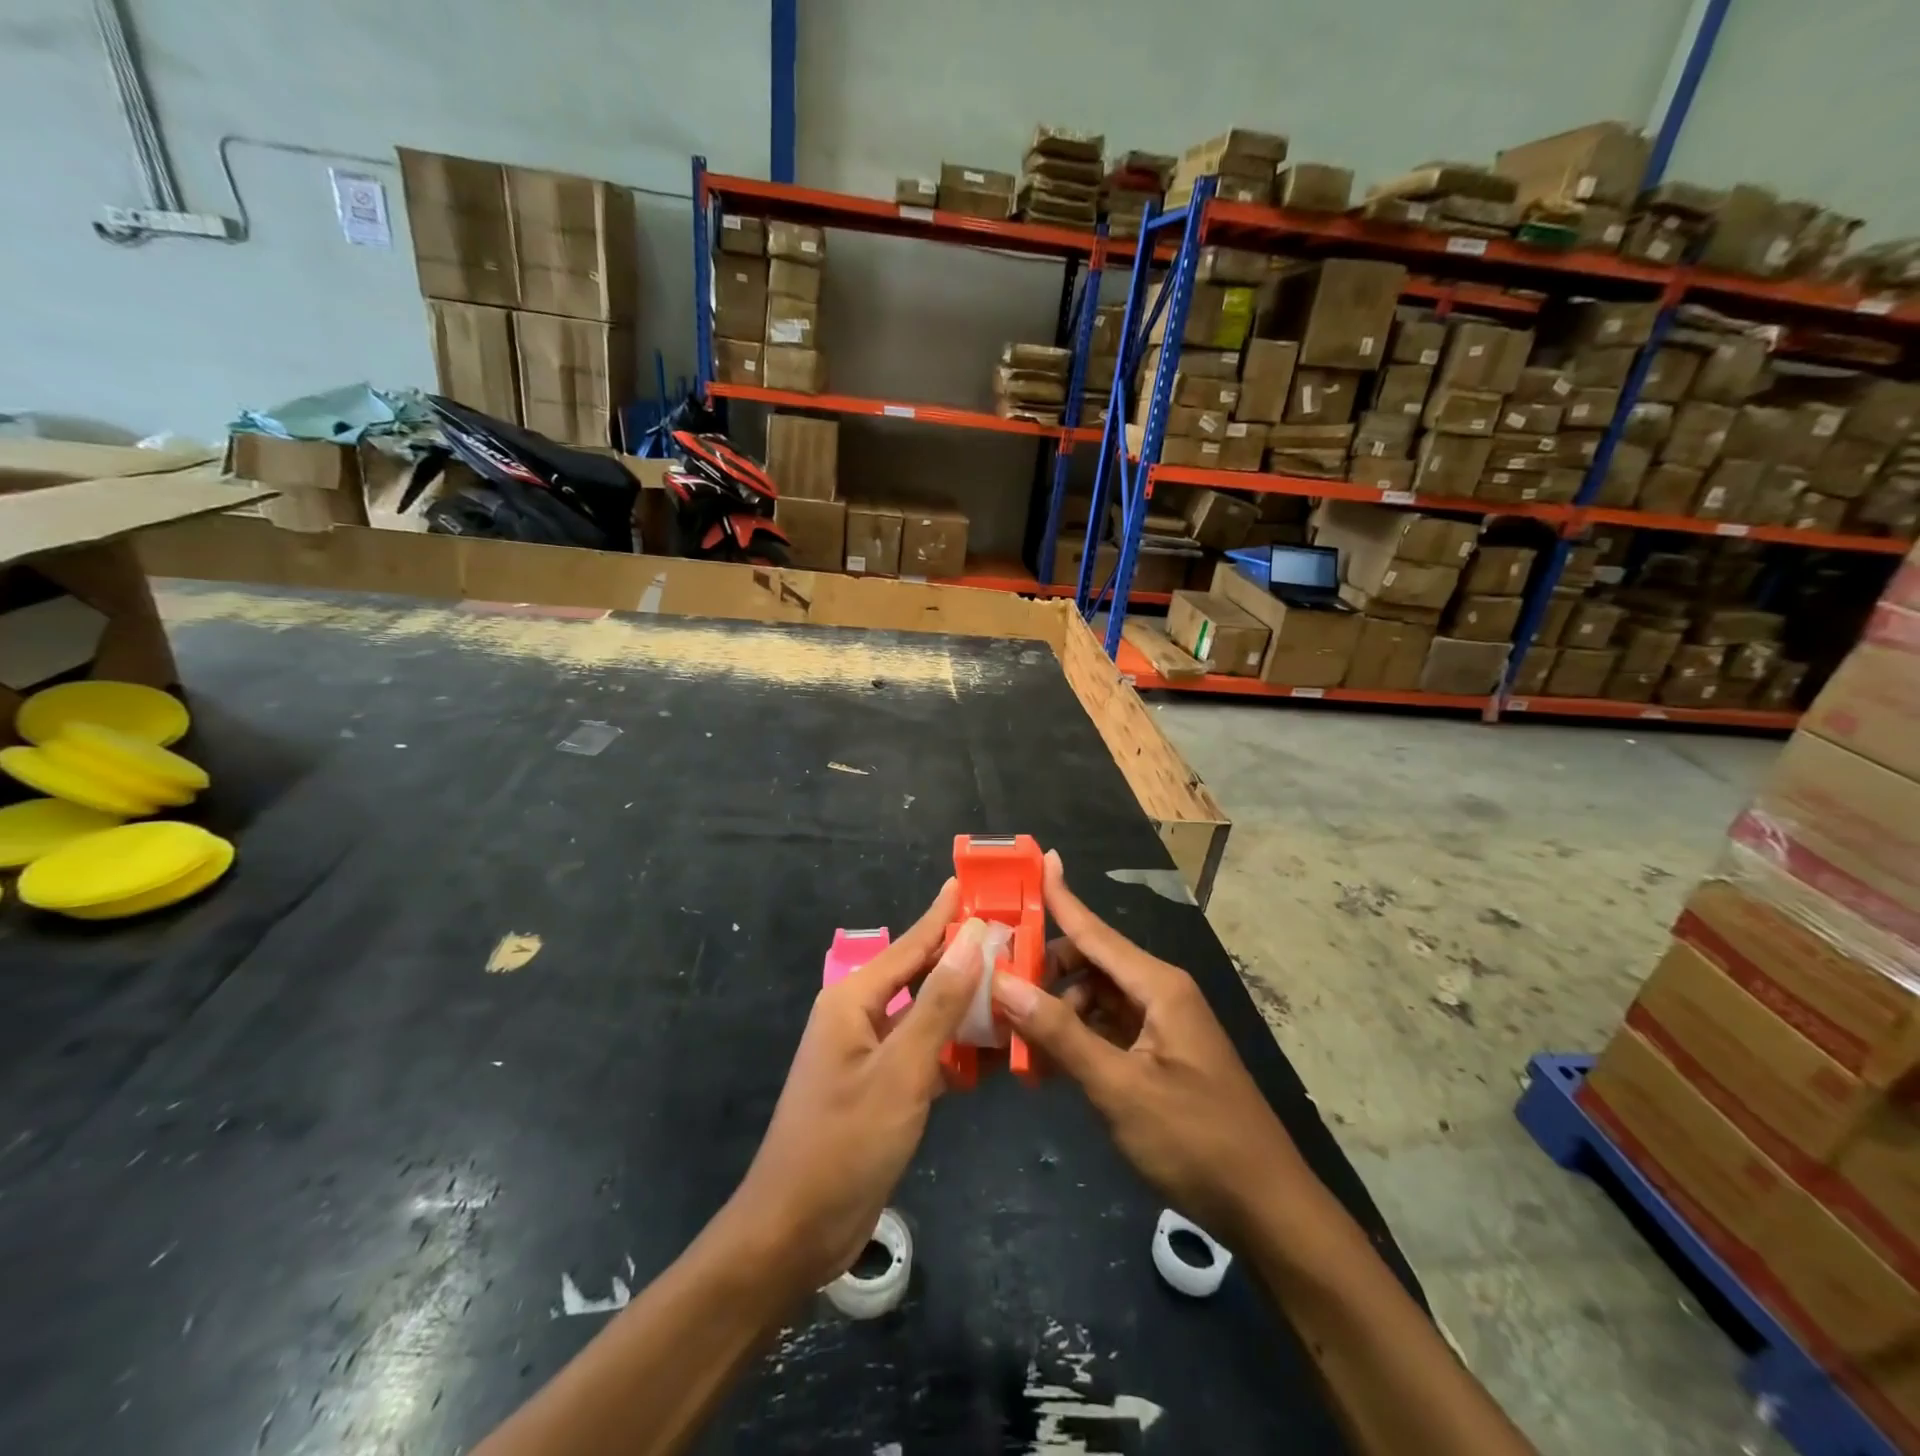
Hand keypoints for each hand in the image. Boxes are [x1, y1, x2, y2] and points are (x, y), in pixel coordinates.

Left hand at [724, 880, 985, 1295]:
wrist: (795, 1230)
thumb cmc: (846, 1142)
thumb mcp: (901, 1070)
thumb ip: (939, 1004)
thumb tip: (972, 940)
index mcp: (854, 999)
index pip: (910, 944)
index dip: (943, 915)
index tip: (970, 884)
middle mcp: (859, 1016)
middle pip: (920, 975)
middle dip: (962, 957)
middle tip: (1012, 938)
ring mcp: (869, 1054)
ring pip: (926, 1015)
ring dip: (965, 1006)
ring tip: (1014, 988)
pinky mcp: (880, 1087)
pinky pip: (924, 1052)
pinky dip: (955, 1049)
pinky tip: (993, 1050)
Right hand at [991, 851, 1309, 1245]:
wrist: (1264, 1206)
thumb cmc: (1194, 1139)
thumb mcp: (1119, 1087)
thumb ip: (1060, 1034)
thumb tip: (1004, 982)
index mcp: (1158, 986)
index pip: (1095, 931)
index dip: (1061, 896)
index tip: (1035, 858)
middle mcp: (1158, 993)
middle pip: (1089, 963)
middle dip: (1044, 972)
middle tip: (995, 986)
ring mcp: (1159, 1025)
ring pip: (1093, 998)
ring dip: (1055, 1012)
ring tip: (1013, 1036)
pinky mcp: (1157, 1054)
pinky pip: (1105, 1029)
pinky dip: (1075, 1038)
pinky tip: (1043, 1062)